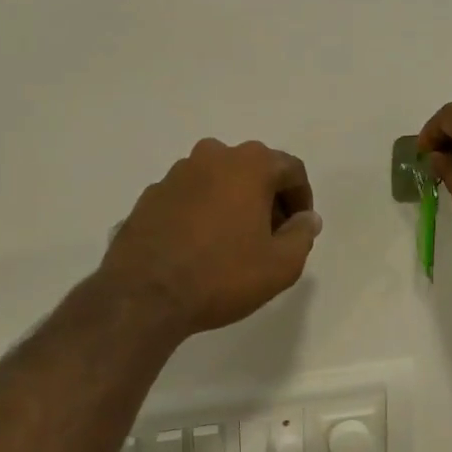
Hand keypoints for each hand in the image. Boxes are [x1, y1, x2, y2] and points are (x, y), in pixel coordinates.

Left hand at [100, 139, 320, 336]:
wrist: (144, 295)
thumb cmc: (222, 275)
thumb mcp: (280, 265)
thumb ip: (302, 235)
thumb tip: (306, 218)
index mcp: (249, 164)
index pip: (290, 170)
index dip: (301, 199)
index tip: (298, 229)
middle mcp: (212, 156)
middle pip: (254, 170)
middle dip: (268, 199)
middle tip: (271, 236)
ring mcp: (176, 173)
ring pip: (219, 180)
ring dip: (234, 202)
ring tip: (235, 242)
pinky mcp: (150, 195)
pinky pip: (190, 196)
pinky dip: (203, 211)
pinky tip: (200, 246)